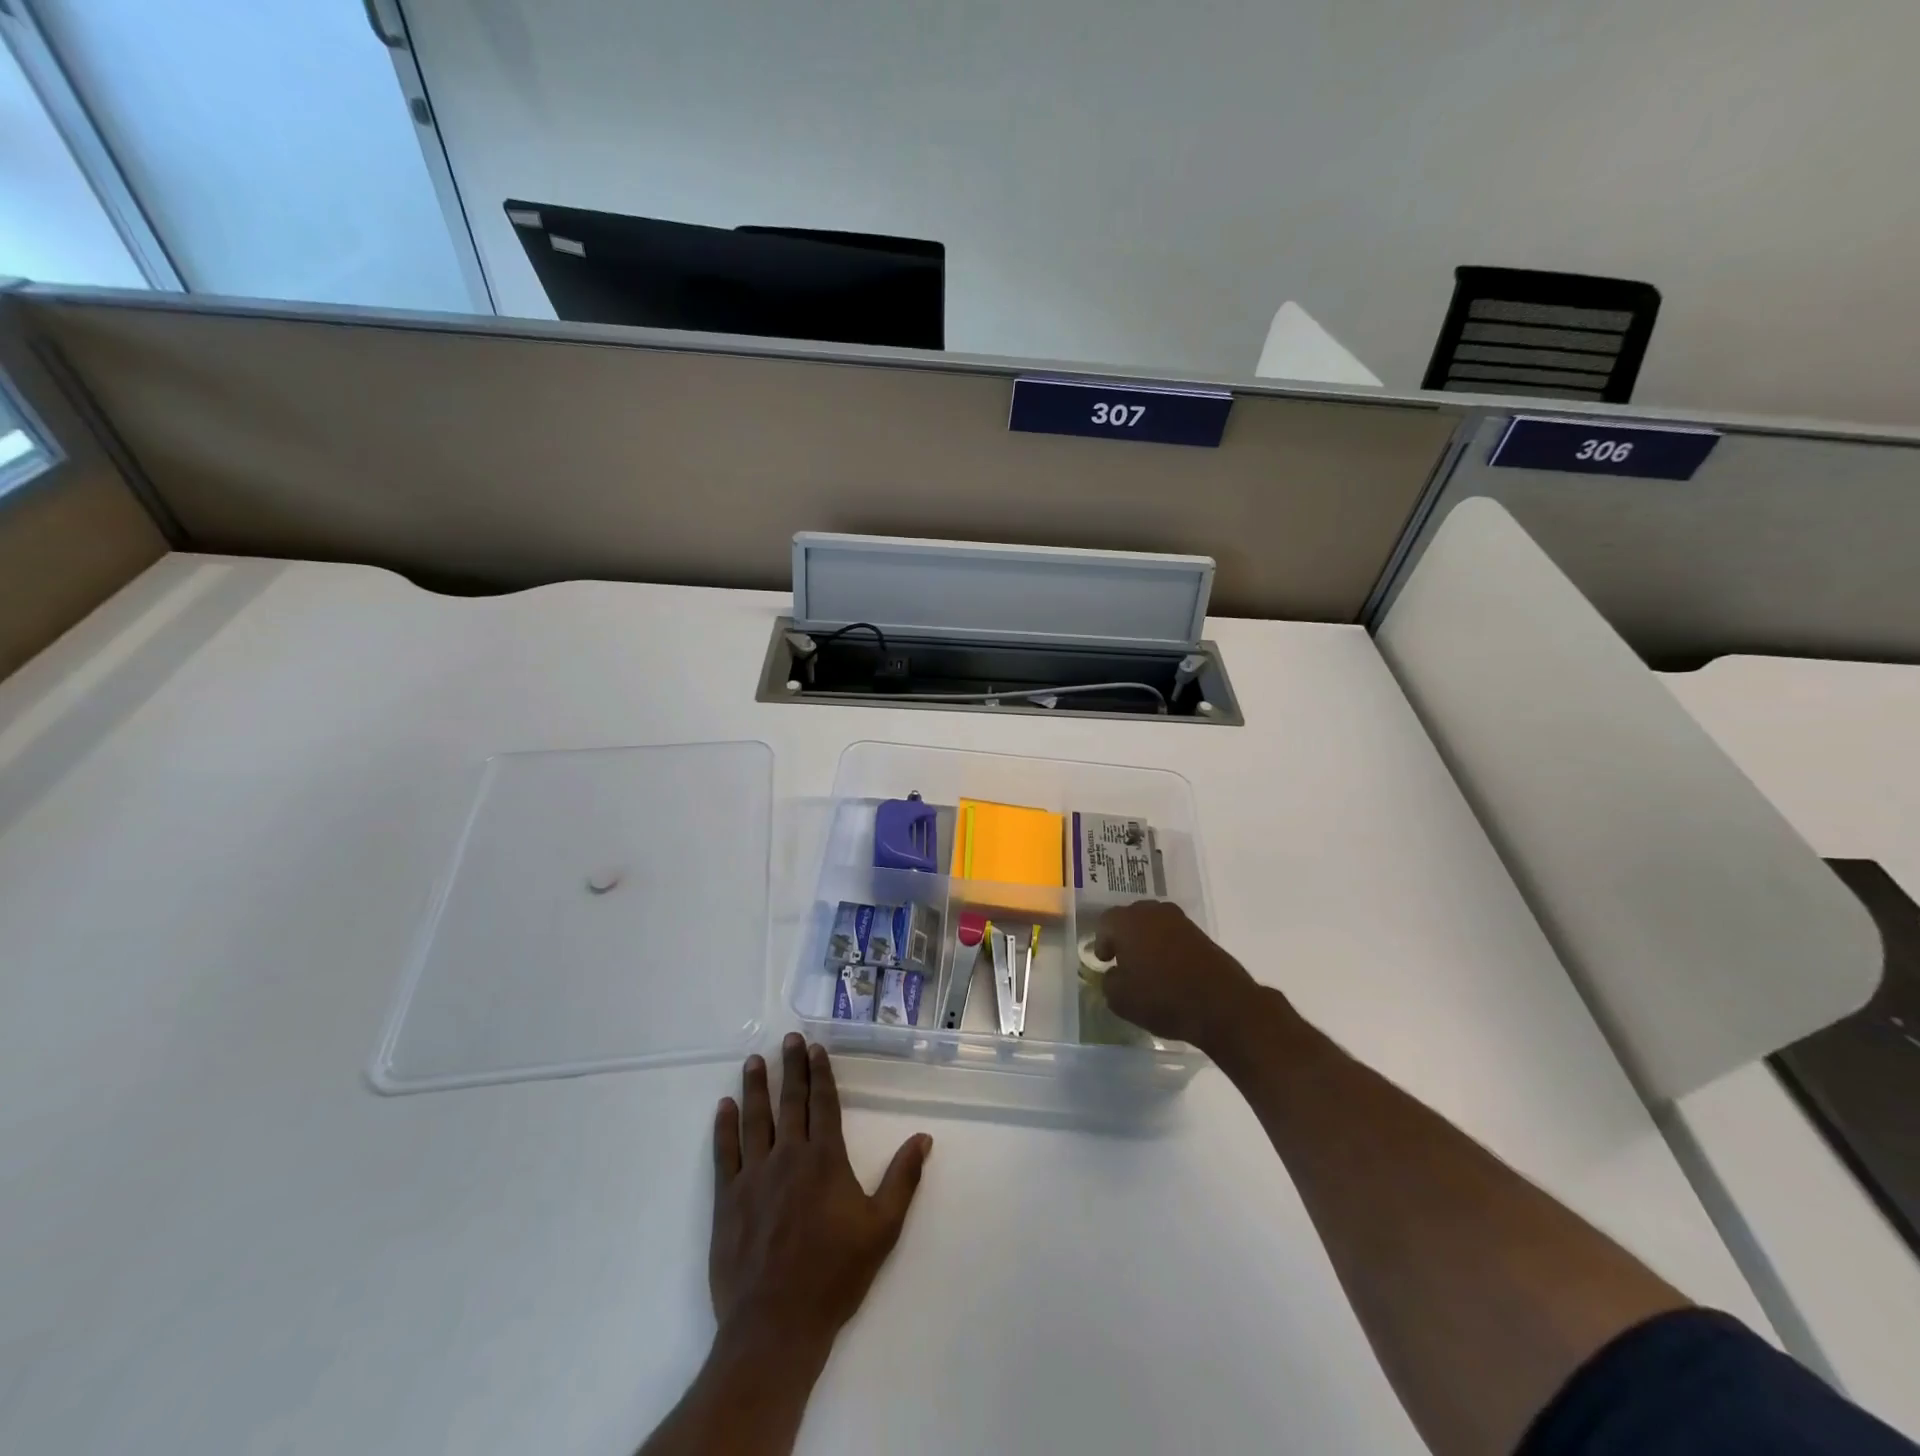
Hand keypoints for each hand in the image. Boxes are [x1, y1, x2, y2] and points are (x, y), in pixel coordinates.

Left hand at [709, 1035, 931, 1356]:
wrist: (776, 1325)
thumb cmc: (834, 1276)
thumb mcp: (882, 1229)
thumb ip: (902, 1179)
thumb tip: (923, 1137)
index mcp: (825, 1160)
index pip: (824, 1104)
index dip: (820, 1074)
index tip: (816, 1049)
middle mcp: (789, 1156)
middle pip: (790, 1102)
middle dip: (791, 1068)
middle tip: (788, 1039)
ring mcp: (754, 1176)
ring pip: (755, 1119)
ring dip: (755, 1087)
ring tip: (754, 1060)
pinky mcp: (727, 1199)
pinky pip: (725, 1153)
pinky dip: (724, 1127)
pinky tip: (724, 1106)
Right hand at [1092, 900, 1262, 1051]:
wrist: (1221, 1004)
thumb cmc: (1161, 998)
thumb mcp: (1120, 999)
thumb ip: (1108, 981)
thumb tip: (1114, 974)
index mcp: (1127, 922)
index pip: (1105, 922)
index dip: (1102, 942)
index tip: (1104, 961)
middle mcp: (1152, 912)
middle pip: (1130, 917)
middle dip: (1124, 936)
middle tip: (1123, 959)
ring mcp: (1179, 921)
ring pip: (1153, 924)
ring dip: (1147, 939)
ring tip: (1147, 965)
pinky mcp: (1200, 934)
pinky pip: (1173, 934)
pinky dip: (1167, 946)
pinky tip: (1168, 968)